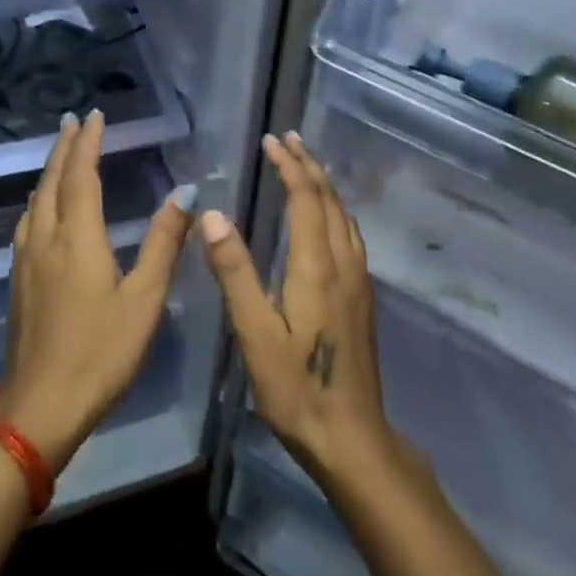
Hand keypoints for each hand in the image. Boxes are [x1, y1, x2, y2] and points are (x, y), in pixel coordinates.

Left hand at [0, 110, 195, 473]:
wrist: (40, 406)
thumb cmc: (101, 352)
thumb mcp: (144, 299)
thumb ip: (164, 243)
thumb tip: (184, 193)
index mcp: (76, 238)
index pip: (81, 176)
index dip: (89, 143)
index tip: (95, 115)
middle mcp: (45, 240)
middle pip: (51, 181)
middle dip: (64, 148)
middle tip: (74, 121)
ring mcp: (25, 261)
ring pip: (35, 201)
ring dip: (49, 171)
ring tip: (62, 156)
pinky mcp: (18, 281)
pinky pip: (27, 222)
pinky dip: (39, 199)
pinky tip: (43, 210)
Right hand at [198, 132, 399, 492]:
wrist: (352, 437)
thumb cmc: (296, 388)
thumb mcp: (255, 334)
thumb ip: (235, 273)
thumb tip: (213, 215)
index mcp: (317, 268)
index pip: (305, 200)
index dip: (289, 166)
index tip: (271, 141)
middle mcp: (344, 265)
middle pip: (330, 201)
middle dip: (309, 165)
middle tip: (289, 138)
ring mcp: (359, 282)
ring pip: (345, 217)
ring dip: (324, 186)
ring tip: (306, 167)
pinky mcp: (362, 299)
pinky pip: (350, 235)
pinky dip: (334, 210)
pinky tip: (325, 220)